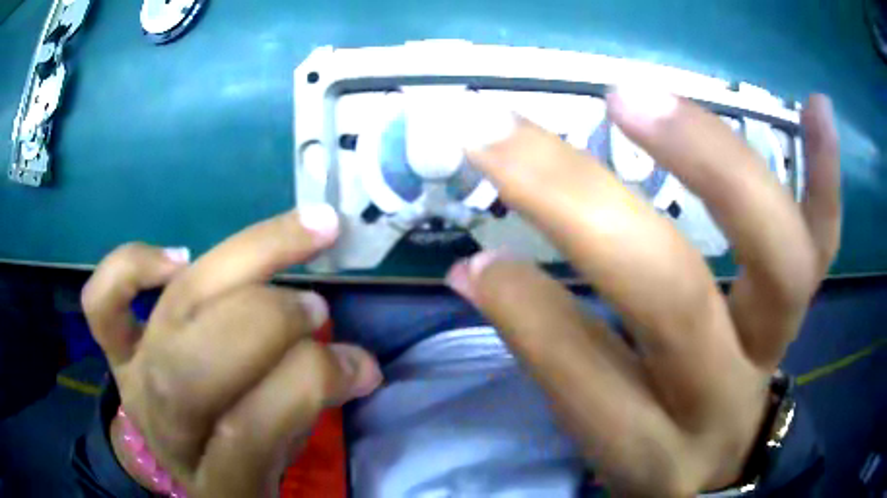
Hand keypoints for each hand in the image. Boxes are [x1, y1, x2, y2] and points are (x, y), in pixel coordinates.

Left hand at [81, 207, 382, 496]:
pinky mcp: (115, 352)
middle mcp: (164, 428)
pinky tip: (178, 257)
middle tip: (317, 305)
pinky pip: (101, 305)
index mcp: (215, 480)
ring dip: (238, 266)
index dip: (308, 386)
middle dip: (268, 321)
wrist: (177, 460)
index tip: (359, 362)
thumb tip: (357, 363)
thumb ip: (310, 413)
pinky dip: (130, 267)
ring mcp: (133, 381)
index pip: (249, 432)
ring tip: (295, 240)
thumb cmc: (235, 462)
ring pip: (170, 313)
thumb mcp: (279, 462)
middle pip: (194, 367)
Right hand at [447, 92, 839, 495]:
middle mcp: (723, 395)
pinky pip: (827, 239)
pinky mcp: (807, 307)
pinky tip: (816, 106)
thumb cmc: (656, 448)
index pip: (585, 376)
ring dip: (715, 164)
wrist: (726, 462)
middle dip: (590, 210)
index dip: (527, 310)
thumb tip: (478, 270)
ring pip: (775, 258)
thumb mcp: (598, 435)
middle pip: (675, 302)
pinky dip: (827, 174)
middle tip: (515, 134)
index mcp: (651, 445)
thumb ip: (550, 354)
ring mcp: (778, 344)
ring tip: (642, 100)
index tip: (475, 254)